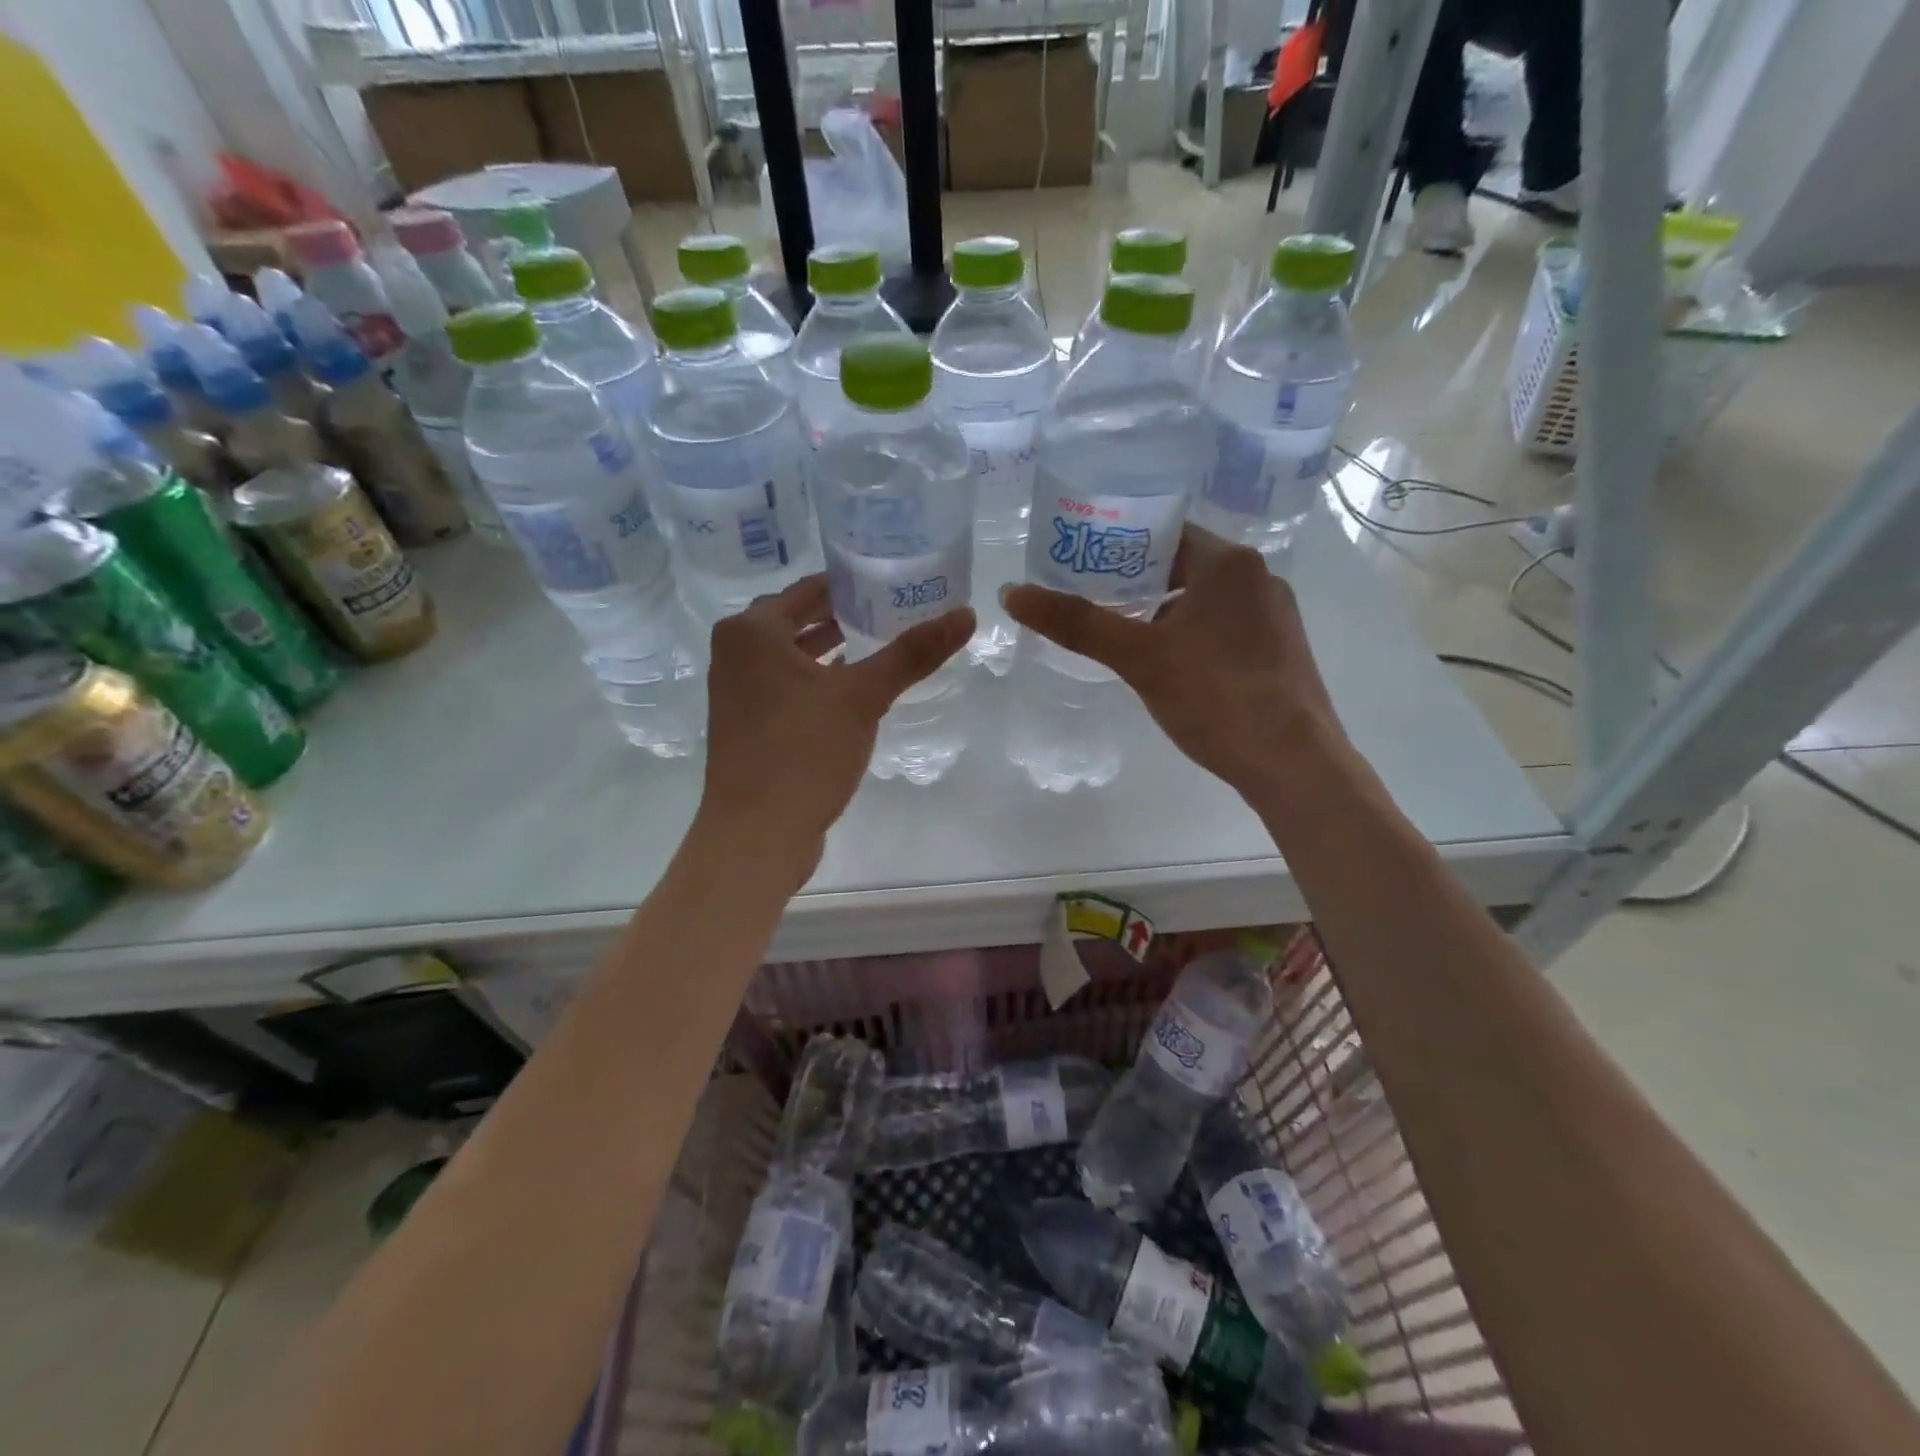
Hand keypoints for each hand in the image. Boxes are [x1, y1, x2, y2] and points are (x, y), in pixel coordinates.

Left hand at [698, 575, 973, 873]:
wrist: (757, 833)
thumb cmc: (803, 751)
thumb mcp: (863, 696)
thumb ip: (913, 653)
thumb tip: (967, 613)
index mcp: (752, 632)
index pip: (809, 588)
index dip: (853, 583)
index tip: (894, 579)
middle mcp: (735, 653)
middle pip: (798, 619)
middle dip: (844, 614)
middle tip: (894, 607)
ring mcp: (737, 691)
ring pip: (792, 655)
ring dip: (830, 647)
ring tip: (879, 641)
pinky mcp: (748, 724)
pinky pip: (787, 685)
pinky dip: (817, 679)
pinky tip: (852, 688)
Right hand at [1002, 526, 1342, 797]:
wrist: (1293, 762)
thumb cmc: (1216, 696)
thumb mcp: (1139, 657)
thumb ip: (1078, 624)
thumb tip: (1013, 593)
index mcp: (1229, 563)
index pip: (1163, 532)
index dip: (1118, 544)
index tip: (1079, 562)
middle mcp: (1258, 578)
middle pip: (1182, 565)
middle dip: (1135, 582)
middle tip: (1087, 600)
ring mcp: (1274, 616)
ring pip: (1203, 599)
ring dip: (1161, 611)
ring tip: (1119, 633)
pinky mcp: (1279, 651)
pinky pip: (1222, 627)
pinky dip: (1189, 634)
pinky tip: (1166, 665)